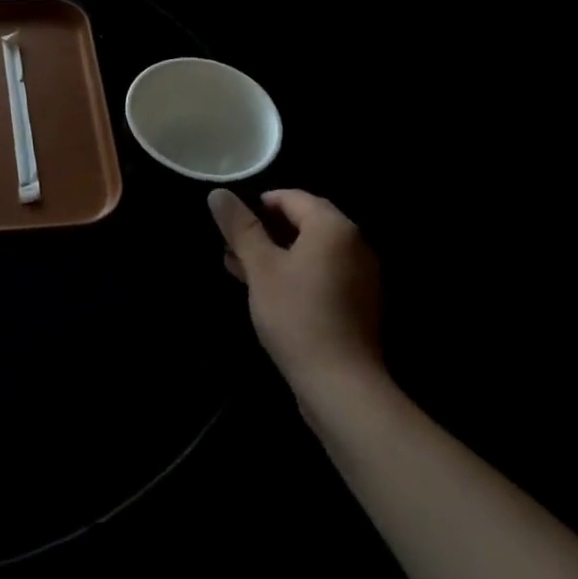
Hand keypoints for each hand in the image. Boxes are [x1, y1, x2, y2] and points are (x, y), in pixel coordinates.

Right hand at [208, 188, 385, 399]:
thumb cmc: (297, 315)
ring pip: (308, 251)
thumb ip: (240, 227)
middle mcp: (353, 244)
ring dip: (274, 254)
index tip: (231, 222)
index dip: (258, 205)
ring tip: (237, 266)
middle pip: (302, 223)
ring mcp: (358, 276)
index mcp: (333, 227)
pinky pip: (319, 274)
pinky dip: (292, 273)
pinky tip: (263, 290)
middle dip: (263, 231)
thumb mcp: (260, 267)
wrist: (340, 385)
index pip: (292, 198)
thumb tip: (218, 193)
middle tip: (230, 244)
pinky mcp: (355, 303)